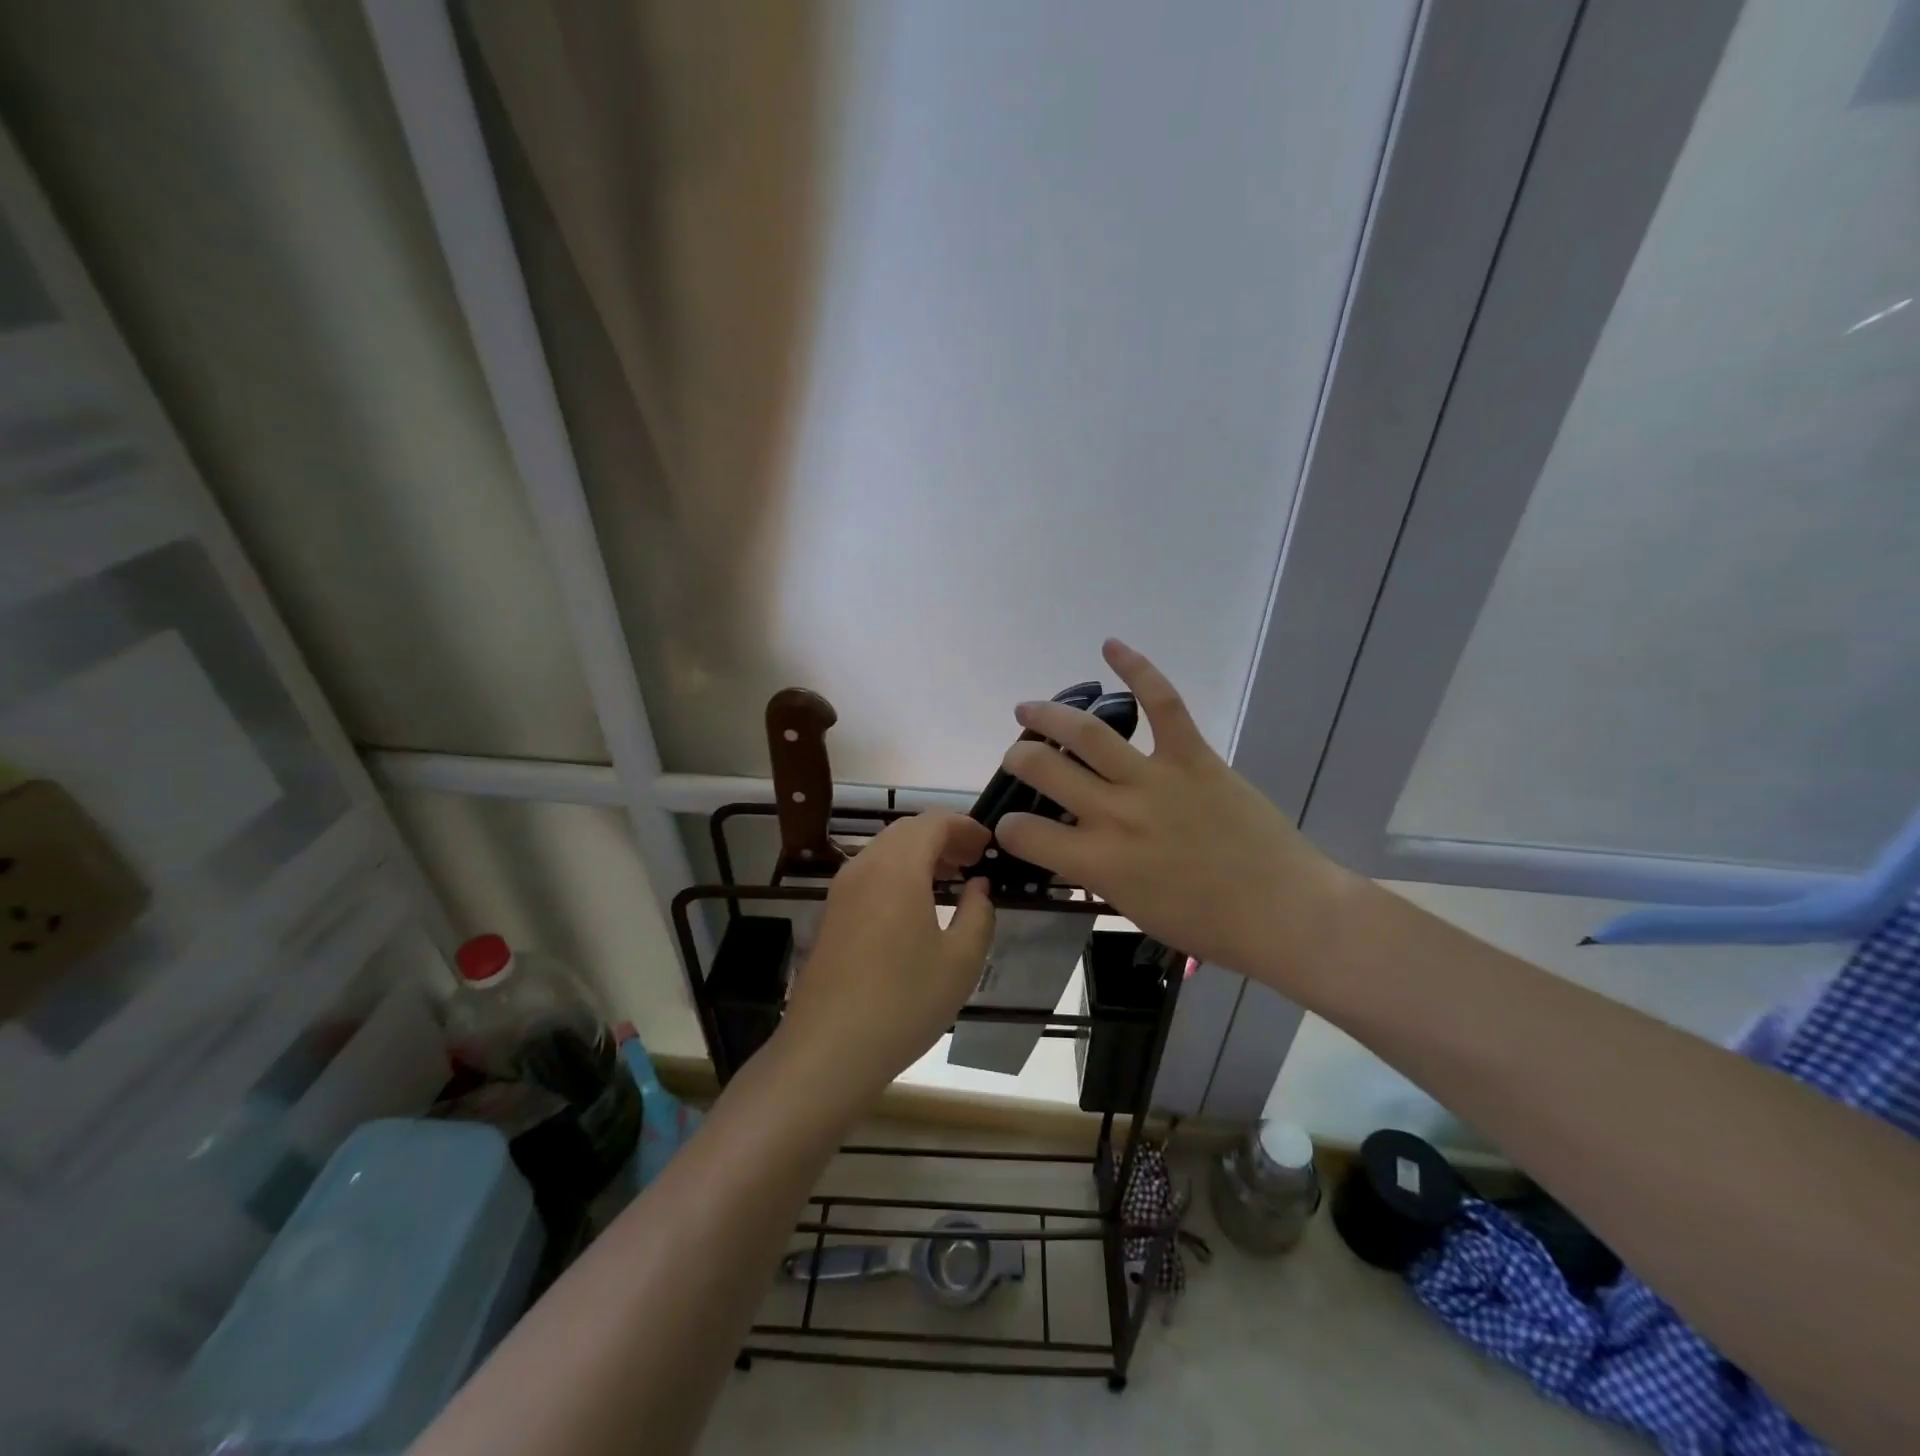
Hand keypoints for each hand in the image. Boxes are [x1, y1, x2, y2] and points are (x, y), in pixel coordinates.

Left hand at [777, 812, 995, 1102]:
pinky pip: (869, 874)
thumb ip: (978, 913)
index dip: (965, 827)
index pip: (933, 822)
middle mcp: (864, 867)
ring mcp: (841, 891)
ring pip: (884, 851)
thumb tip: (978, 886)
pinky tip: (915, 907)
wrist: (828, 1049)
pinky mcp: (830, 915)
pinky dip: (897, 873)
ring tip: (950, 880)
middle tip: (973, 861)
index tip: (989, 846)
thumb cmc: (904, 1002)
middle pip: (906, 831)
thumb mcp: (961, 961)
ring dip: (919, 855)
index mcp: (897, 868)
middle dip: (942, 837)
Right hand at [995, 640, 1363, 994]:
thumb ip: (1094, 872)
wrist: (1282, 911)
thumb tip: (1072, 845)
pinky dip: (1137, 669)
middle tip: (1017, 756)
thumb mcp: (1132, 907)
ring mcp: (1154, 779)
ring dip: (1049, 715)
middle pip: (1044, 770)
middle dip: (1018, 759)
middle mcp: (1115, 814)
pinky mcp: (1193, 756)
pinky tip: (1110, 646)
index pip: (1025, 834)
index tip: (1013, 824)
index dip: (1009, 827)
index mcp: (1098, 861)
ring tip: (1028, 709)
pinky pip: (1162, 703)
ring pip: (1087, 734)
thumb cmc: (1207, 924)